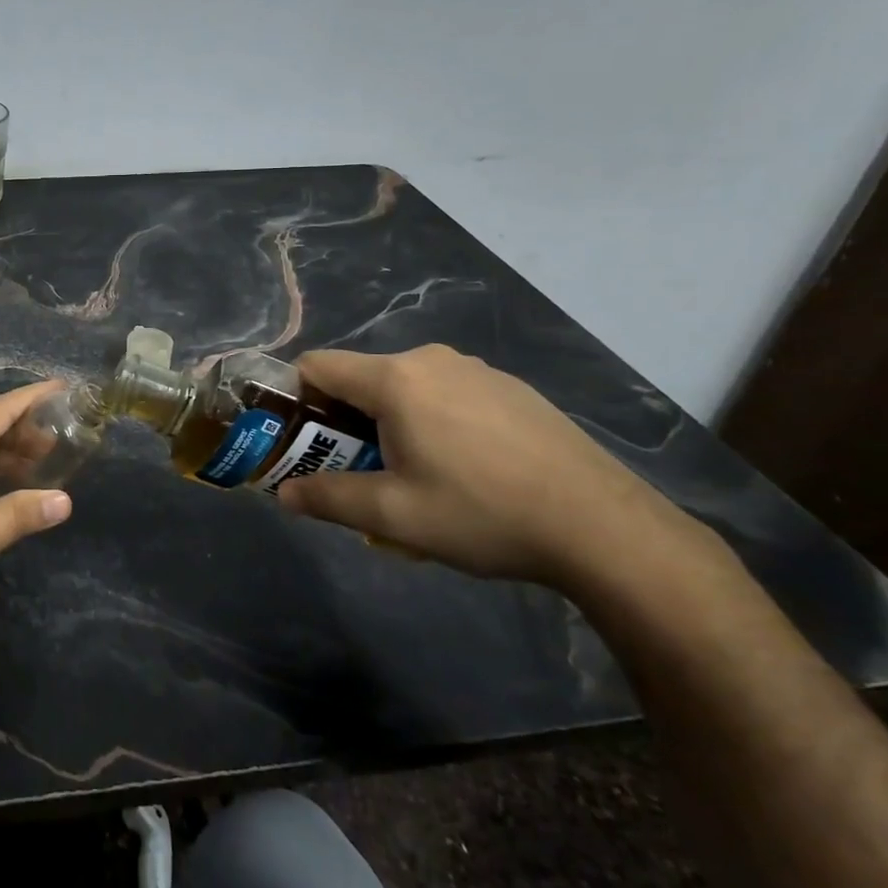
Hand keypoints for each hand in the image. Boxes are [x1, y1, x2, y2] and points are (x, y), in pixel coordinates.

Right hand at [277, 345, 698, 587]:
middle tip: (364, 473)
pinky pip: (448, 395)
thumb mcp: (394, 515)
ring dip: (392, 425)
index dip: (298, 399)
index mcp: (395, 380)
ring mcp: (477, 370)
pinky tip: (469, 472)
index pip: (318, 365)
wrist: (603, 527)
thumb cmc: (483, 514)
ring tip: (420, 480)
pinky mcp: (511, 389)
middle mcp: (431, 359)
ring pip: (407, 389)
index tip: (306, 442)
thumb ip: (328, 498)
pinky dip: (435, 422)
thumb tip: (284, 494)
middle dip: (347, 422)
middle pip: (362, 379)